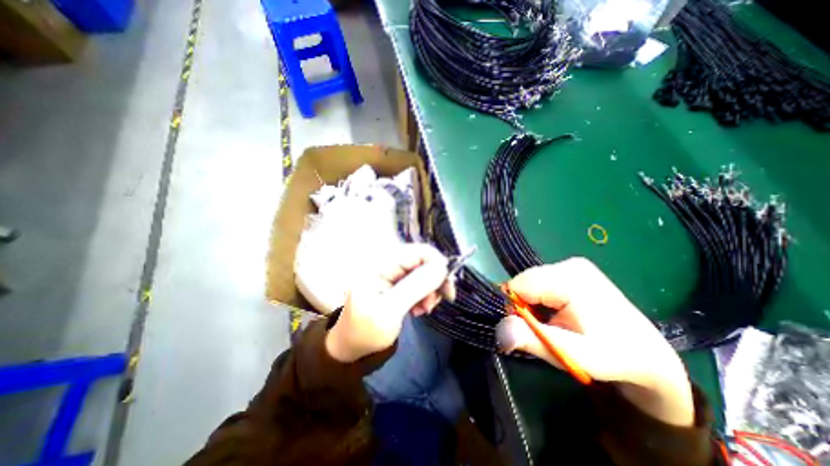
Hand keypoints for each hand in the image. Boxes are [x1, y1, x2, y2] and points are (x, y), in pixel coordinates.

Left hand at [324, 244, 453, 362]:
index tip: (447, 290)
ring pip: (424, 271)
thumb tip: (442, 267)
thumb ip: (415, 287)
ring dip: (430, 290)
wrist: (351, 345)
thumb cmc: (365, 332)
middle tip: (433, 304)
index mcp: (380, 263)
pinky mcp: (396, 280)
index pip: (419, 251)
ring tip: (423, 310)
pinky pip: (419, 281)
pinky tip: (418, 309)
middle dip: (434, 282)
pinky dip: (424, 294)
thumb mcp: (390, 312)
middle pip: (424, 260)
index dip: (438, 266)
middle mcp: (387, 261)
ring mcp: (392, 271)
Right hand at [496, 257, 695, 427]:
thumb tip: (499, 330)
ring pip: (530, 283)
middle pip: (524, 282)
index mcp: (570, 279)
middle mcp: (569, 265)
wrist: (648, 354)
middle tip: (544, 329)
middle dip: (524, 306)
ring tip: (554, 323)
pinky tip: (558, 313)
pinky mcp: (572, 270)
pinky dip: (541, 299)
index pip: (519, 285)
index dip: (514, 308)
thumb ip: (534, 340)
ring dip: (532, 304)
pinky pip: (541, 282)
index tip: (529, 329)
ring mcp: (571, 265)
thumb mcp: (573, 355)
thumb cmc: (613, 356)